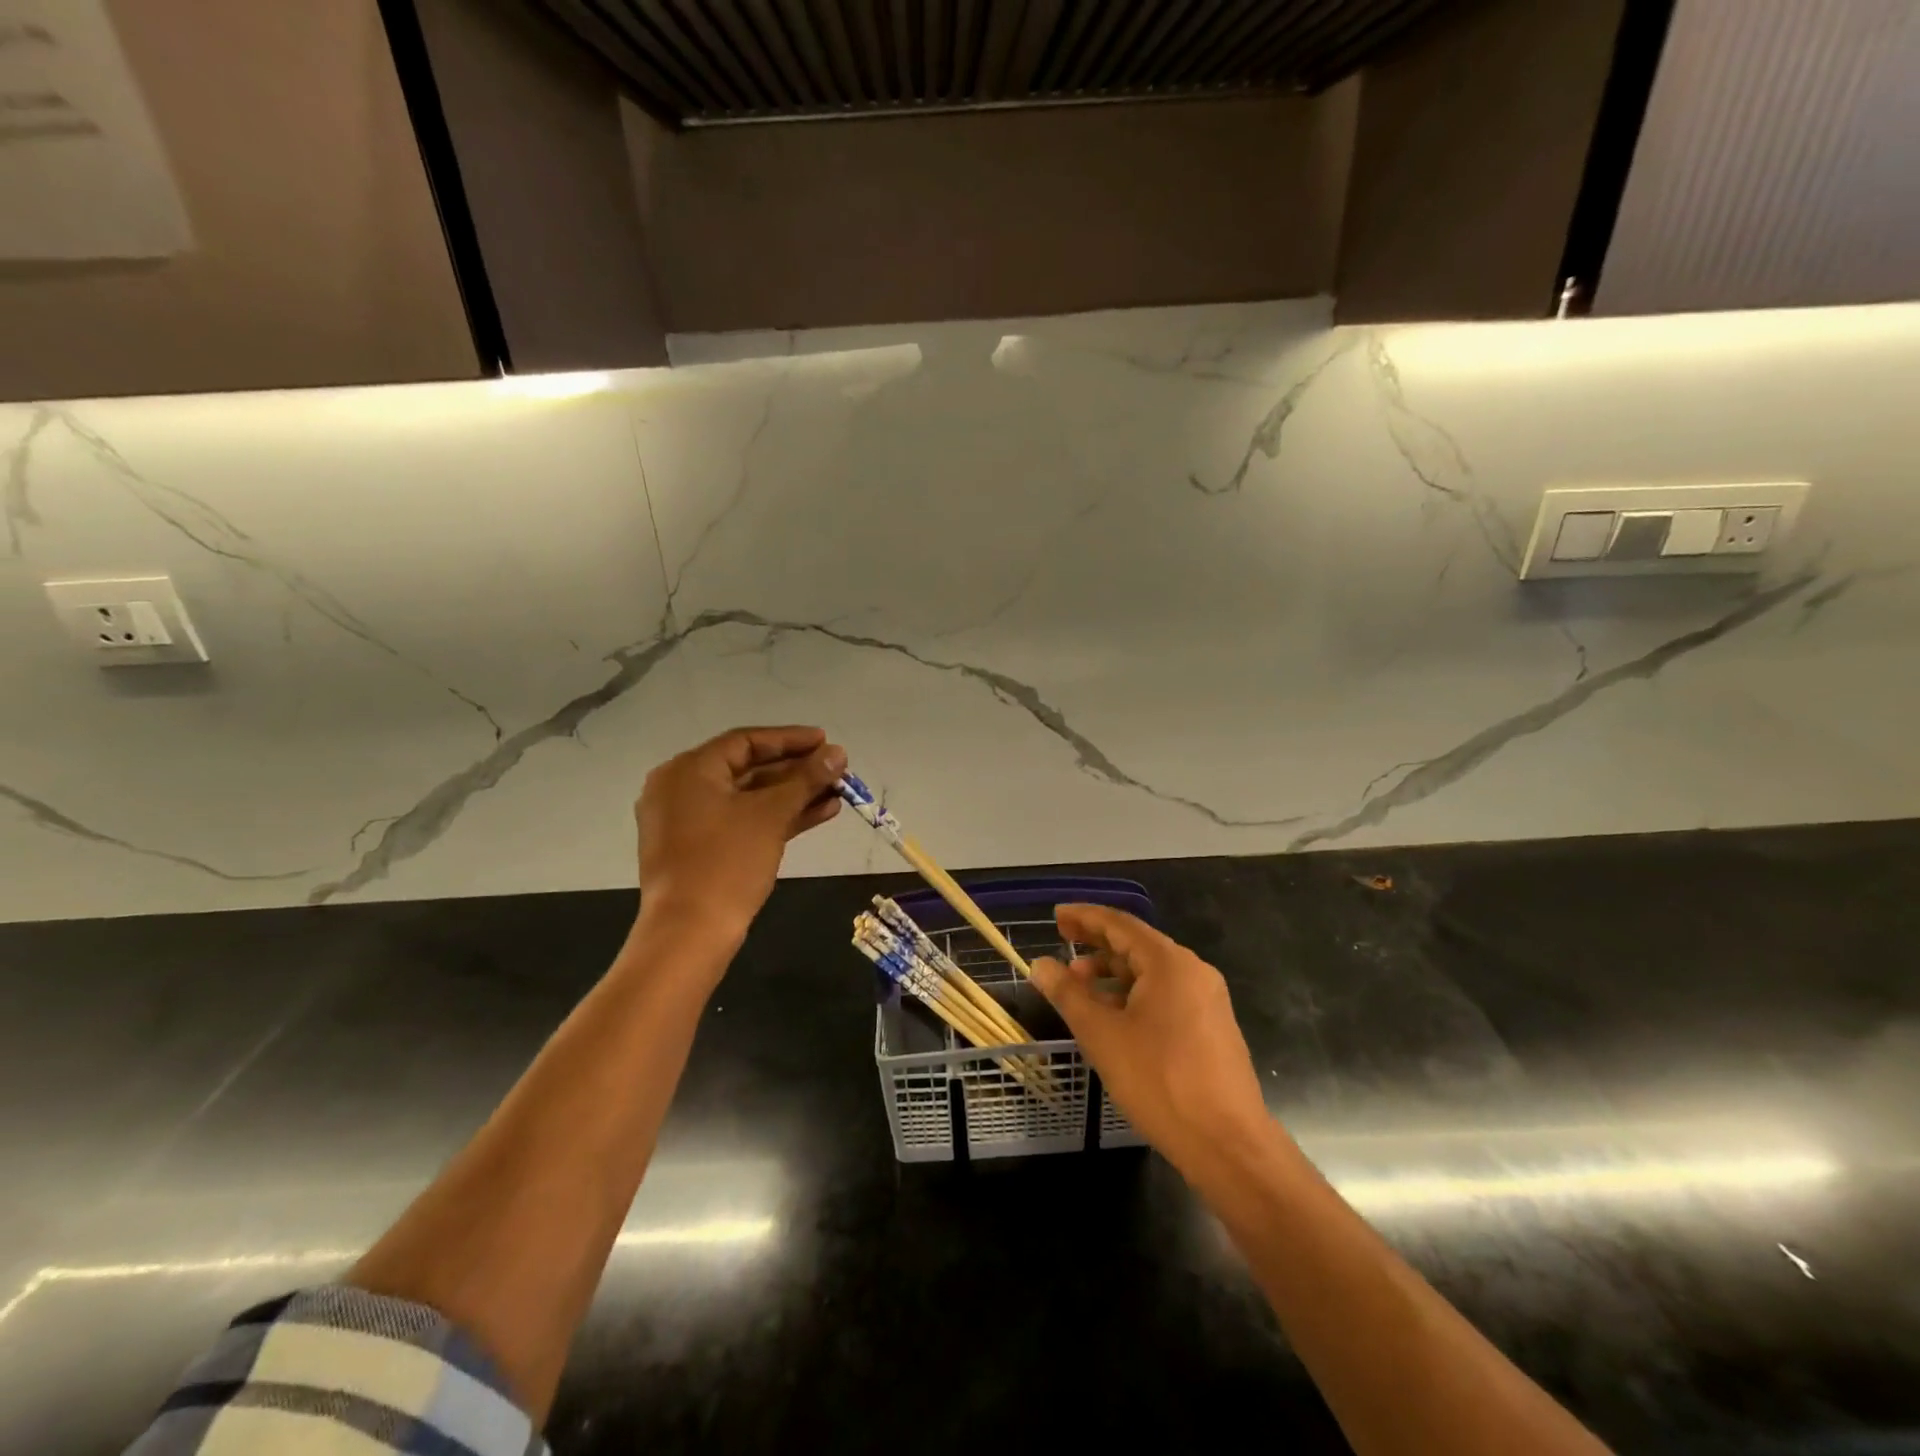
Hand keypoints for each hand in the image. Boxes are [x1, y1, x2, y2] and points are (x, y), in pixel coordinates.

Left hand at [635, 726, 845, 943]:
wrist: (689, 934)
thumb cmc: (727, 863)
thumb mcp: (771, 815)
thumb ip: (806, 779)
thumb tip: (838, 754)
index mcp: (688, 771)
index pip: (746, 741)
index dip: (790, 739)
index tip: (826, 741)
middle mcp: (682, 789)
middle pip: (748, 769)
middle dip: (796, 770)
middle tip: (836, 769)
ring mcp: (689, 822)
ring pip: (749, 798)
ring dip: (793, 795)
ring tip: (837, 792)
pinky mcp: (700, 849)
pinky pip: (742, 821)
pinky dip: (777, 817)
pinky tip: (819, 814)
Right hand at [1032, 904, 1277, 1176]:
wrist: (1228, 1145)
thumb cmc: (1159, 1081)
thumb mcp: (1102, 1035)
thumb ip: (1068, 994)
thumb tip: (1040, 965)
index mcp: (1169, 963)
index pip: (1120, 924)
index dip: (1085, 917)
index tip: (1056, 916)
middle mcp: (1193, 971)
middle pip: (1137, 945)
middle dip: (1097, 944)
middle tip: (1062, 943)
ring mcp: (1207, 1000)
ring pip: (1151, 973)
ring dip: (1113, 974)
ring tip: (1079, 989)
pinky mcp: (1211, 1028)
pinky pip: (1165, 996)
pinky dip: (1134, 996)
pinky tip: (1112, 1017)